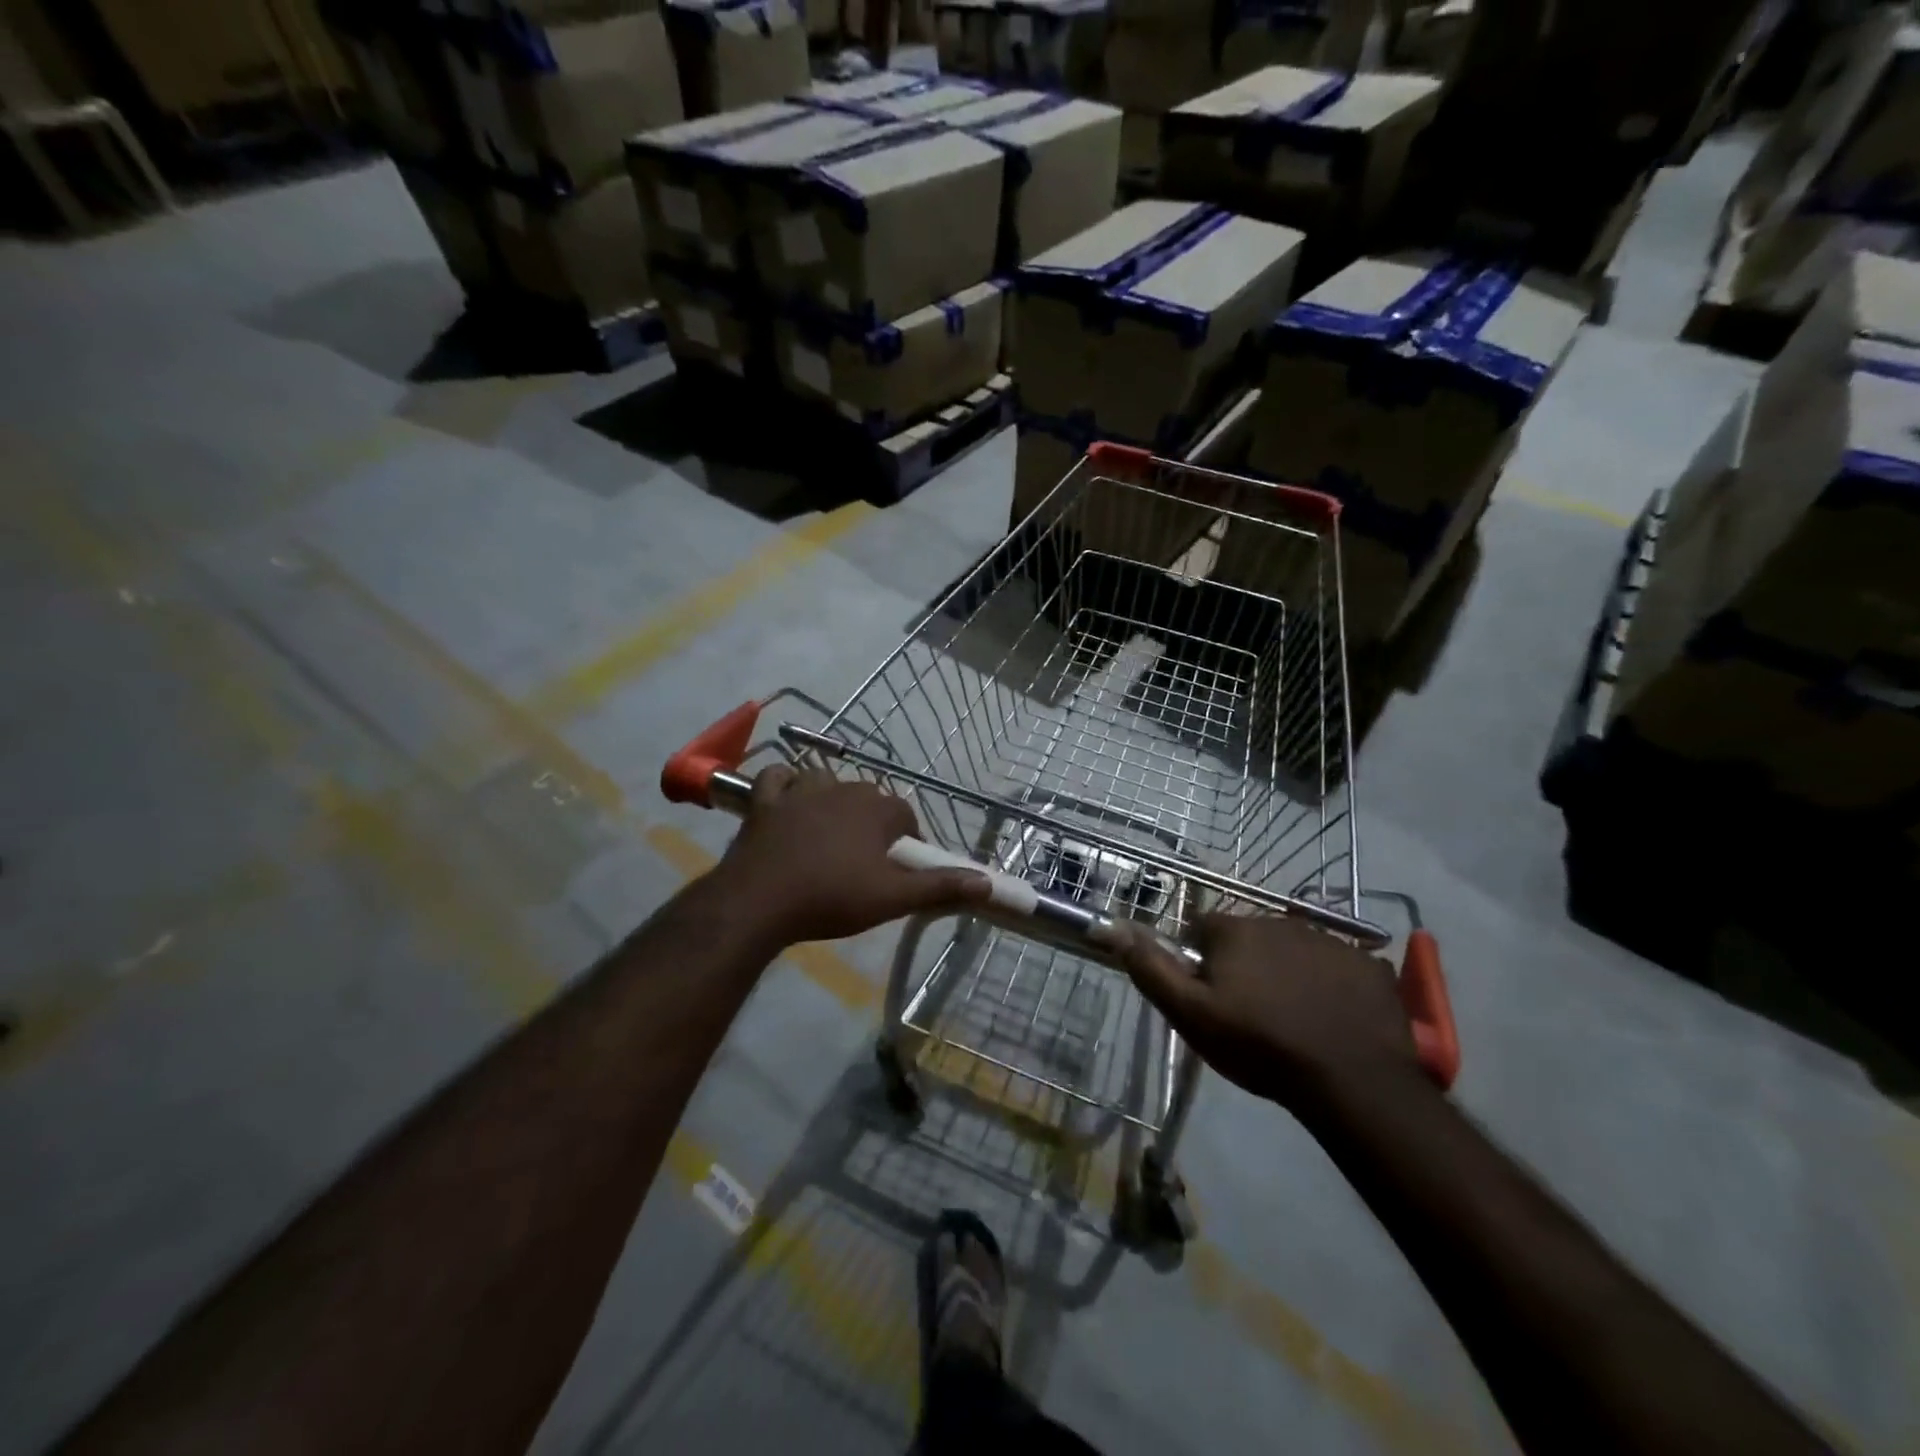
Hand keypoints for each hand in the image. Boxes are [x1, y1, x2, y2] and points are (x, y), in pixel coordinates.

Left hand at [717, 766, 989, 946]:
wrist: (760, 902)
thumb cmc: (832, 898)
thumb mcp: (892, 898)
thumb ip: (939, 886)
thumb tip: (986, 881)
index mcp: (875, 809)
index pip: (905, 814)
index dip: (906, 839)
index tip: (899, 867)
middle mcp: (842, 789)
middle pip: (868, 797)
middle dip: (873, 822)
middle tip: (866, 860)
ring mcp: (800, 791)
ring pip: (826, 782)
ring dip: (833, 800)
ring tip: (831, 834)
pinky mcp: (765, 801)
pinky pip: (777, 778)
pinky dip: (785, 784)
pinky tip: (788, 798)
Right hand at [1107, 913, 1422, 1111]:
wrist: (1352, 1081)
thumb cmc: (1260, 1045)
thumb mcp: (1191, 1015)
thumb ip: (1151, 969)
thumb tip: (1114, 926)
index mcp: (1234, 931)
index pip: (1203, 930)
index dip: (1201, 962)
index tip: (1211, 997)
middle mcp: (1280, 922)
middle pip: (1249, 938)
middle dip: (1245, 965)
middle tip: (1251, 1013)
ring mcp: (1329, 941)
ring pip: (1293, 950)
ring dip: (1287, 972)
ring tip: (1294, 1018)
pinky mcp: (1368, 965)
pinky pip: (1337, 967)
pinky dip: (1330, 984)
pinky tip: (1332, 1017)